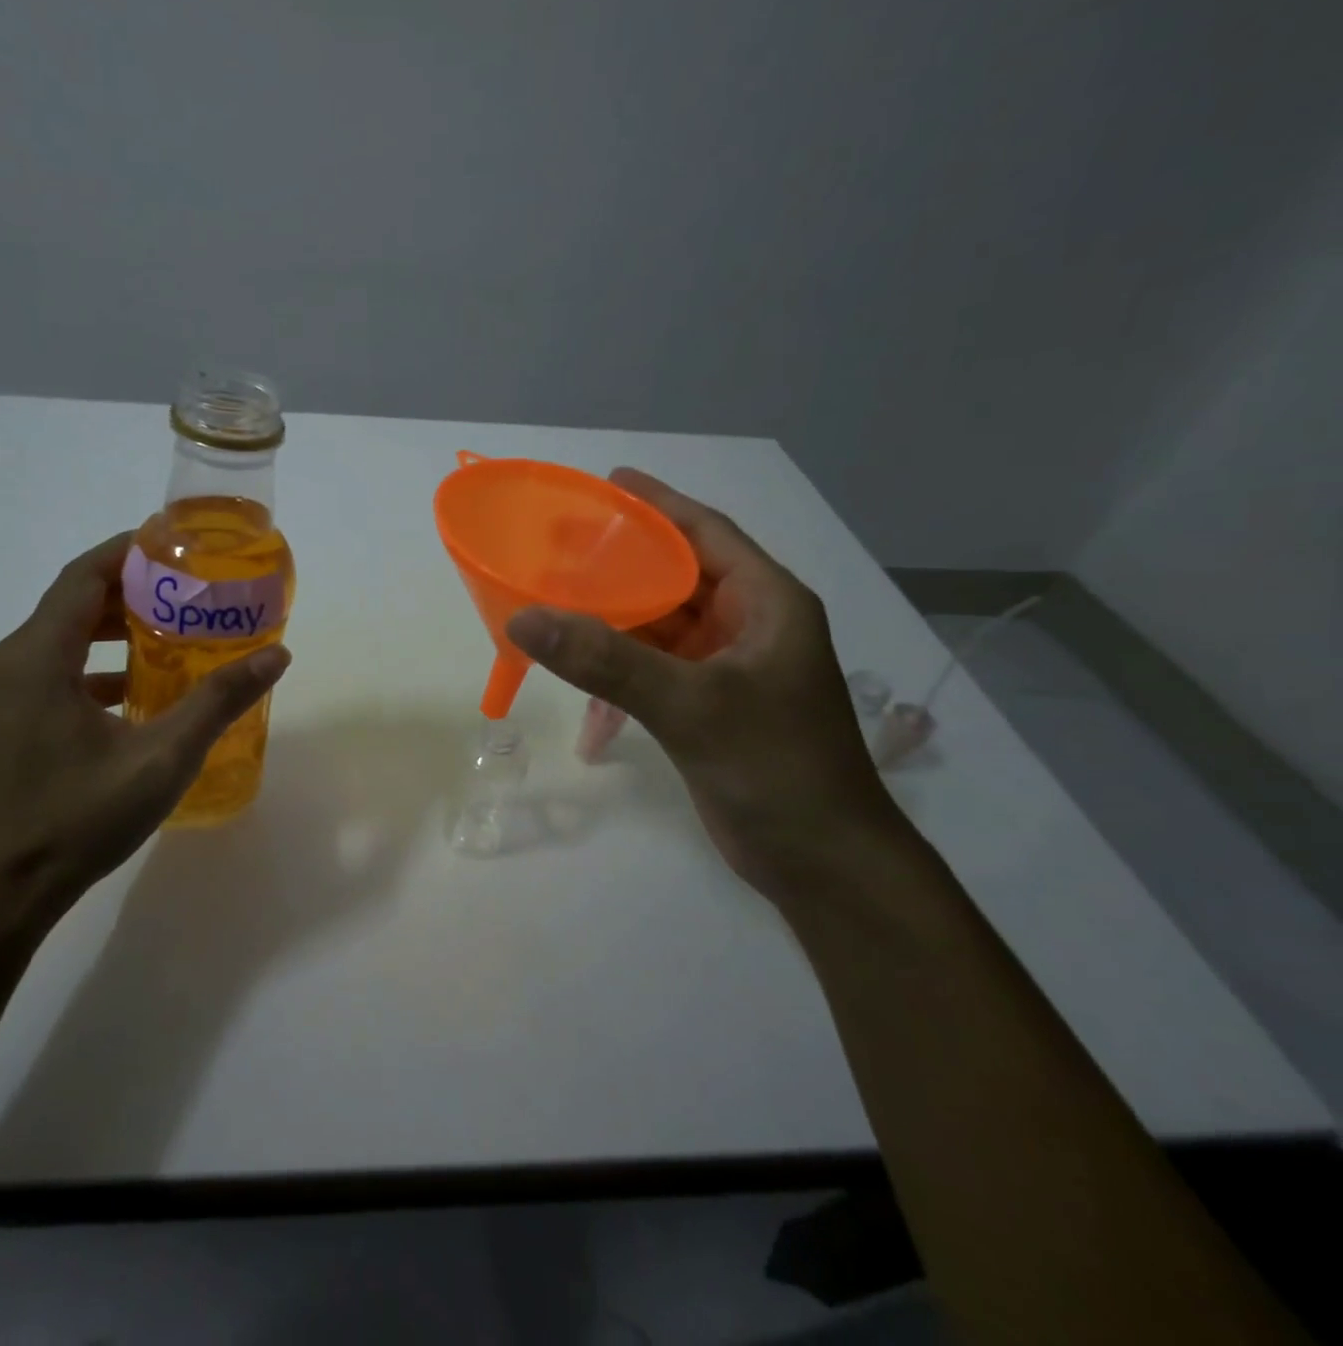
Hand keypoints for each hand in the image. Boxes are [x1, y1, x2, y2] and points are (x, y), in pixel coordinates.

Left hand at [0, 533, 290, 931]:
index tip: (180, 544)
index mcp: (39, 656)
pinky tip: (143, 688)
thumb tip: (276, 655)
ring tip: (177, 629)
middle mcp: (14, 662)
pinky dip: (101, 663)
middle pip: (76, 600)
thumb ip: (219, 700)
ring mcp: (7, 693)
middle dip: (134, 588)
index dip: (131, 550)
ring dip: (118, 626)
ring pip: (66, 636)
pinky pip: (59, 669)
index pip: (85, 575)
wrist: (1, 892)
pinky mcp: (12, 720)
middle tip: (192, 589)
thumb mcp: (162, 757)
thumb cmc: (78, 818)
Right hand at [506, 469, 902, 900]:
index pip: (706, 533)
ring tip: (555, 604)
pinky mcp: (707, 708)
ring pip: (660, 627)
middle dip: (620, 564)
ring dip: (613, 622)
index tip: (607, 482)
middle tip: (558, 546)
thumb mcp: (691, 705)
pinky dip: (618, 676)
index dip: (657, 504)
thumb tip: (525, 618)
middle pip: (676, 577)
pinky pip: (653, 672)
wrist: (822, 864)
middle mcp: (748, 627)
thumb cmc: (777, 768)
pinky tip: (584, 697)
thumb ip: (607, 660)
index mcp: (766, 603)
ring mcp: (727, 670)